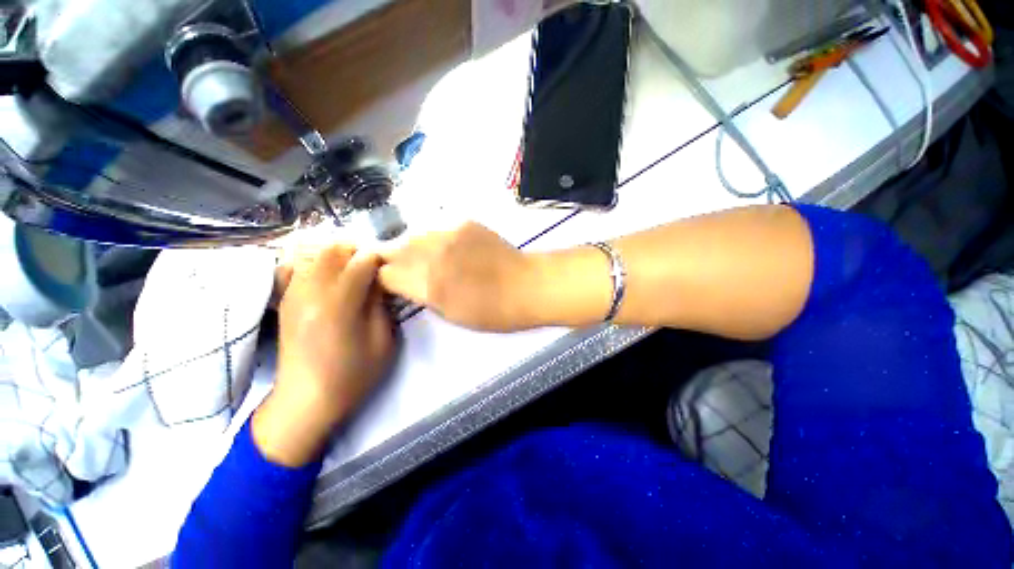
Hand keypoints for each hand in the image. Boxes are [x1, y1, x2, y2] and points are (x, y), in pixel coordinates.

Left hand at [254, 245, 394, 466]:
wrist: (305, 400)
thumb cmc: (353, 374)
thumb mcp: (383, 341)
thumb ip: (381, 304)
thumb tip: (379, 279)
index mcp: (339, 304)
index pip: (361, 261)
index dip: (380, 259)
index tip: (390, 267)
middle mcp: (311, 292)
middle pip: (335, 249)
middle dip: (358, 252)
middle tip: (373, 268)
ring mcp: (293, 294)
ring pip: (316, 255)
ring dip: (339, 257)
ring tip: (355, 273)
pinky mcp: (286, 300)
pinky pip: (301, 268)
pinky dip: (320, 265)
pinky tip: (332, 280)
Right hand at [378, 223, 540, 331]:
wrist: (525, 285)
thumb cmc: (491, 311)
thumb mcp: (450, 314)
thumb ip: (422, 294)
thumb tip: (406, 281)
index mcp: (428, 284)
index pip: (385, 273)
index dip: (386, 280)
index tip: (394, 284)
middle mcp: (433, 254)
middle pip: (395, 250)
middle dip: (396, 261)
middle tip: (409, 271)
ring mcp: (449, 234)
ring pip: (415, 236)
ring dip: (415, 248)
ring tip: (430, 259)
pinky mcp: (464, 223)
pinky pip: (438, 229)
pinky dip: (437, 239)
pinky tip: (451, 248)